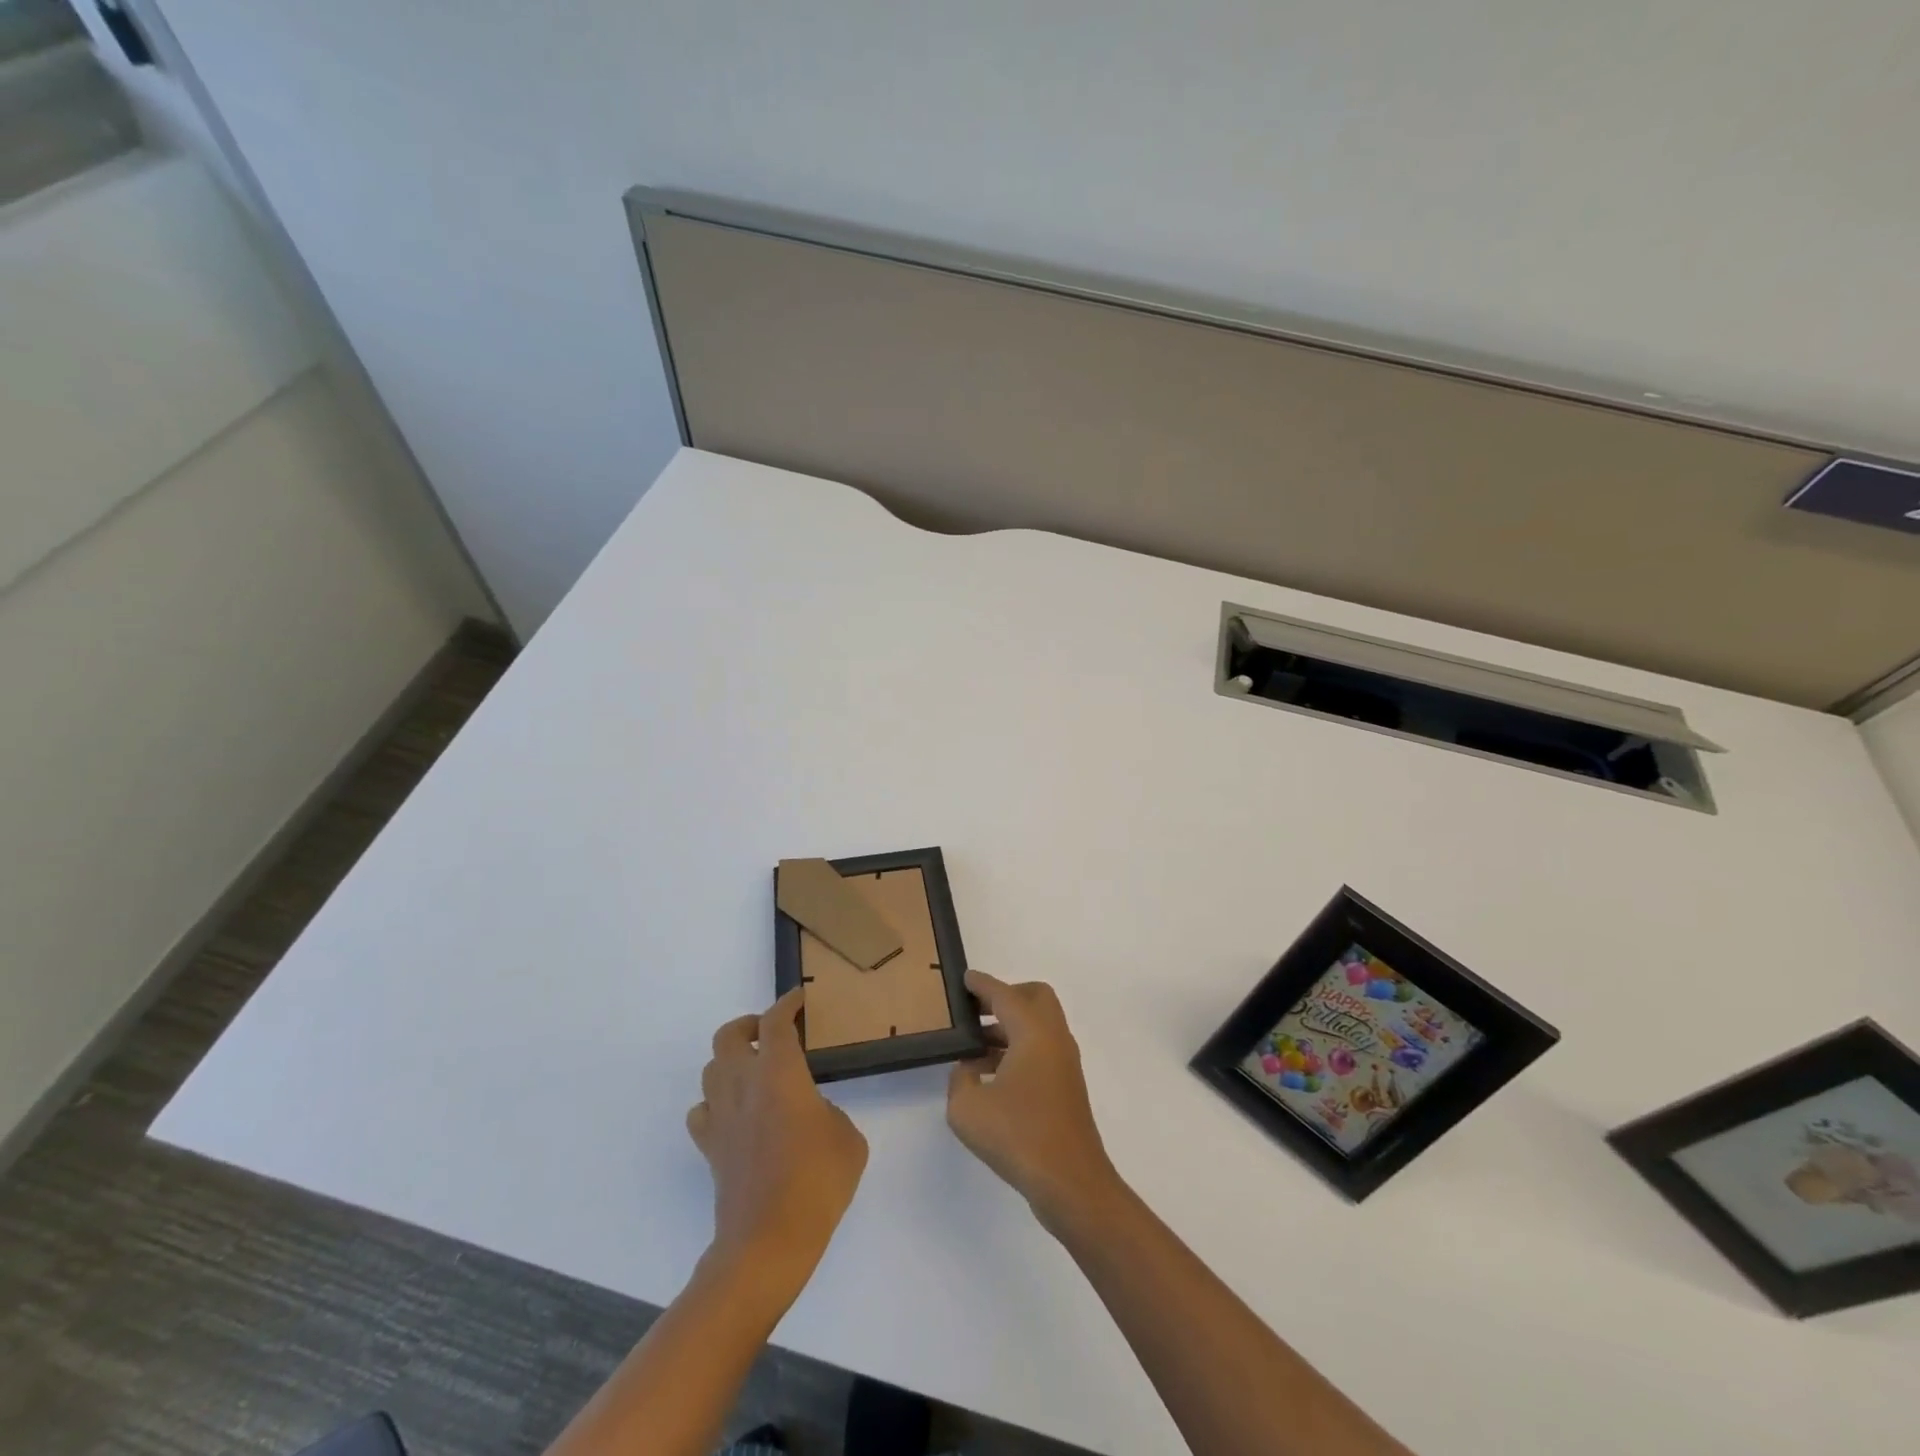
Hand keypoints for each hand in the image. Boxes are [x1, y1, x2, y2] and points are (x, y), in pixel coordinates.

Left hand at [687, 989, 867, 1293]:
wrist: (768, 1242)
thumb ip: (828, 1112)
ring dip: (731, 1061)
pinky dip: (716, 1103)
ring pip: (711, 1068)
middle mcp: (743, 1084)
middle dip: (750, 1025)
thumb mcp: (847, 1138)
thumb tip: (810, 1113)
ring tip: (756, 1071)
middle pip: (730, 1035)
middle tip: (772, 1033)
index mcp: (780, 1072)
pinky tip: (735, 1114)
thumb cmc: (817, 1182)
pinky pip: (703, 1110)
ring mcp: (721, 1116)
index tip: (800, 998)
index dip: (788, 1003)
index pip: (777, 1022)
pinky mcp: (709, 1148)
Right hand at [947, 971, 1119, 1227]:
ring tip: (974, 1046)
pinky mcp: (1066, 1087)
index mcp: (1033, 1032)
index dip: (982, 985)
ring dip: (1009, 1026)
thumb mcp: (968, 1109)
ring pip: (1038, 1025)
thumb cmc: (1019, 1137)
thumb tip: (968, 1070)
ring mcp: (1064, 1063)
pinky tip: (990, 1076)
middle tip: (976, 1010)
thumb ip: (960, 1080)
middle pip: (1034, 997)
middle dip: (1005, 997)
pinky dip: (1017, 1049)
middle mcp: (1054, 1038)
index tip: (964, 978)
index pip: (1005, 995)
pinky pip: (1040, 1050)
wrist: (1071, 1183)